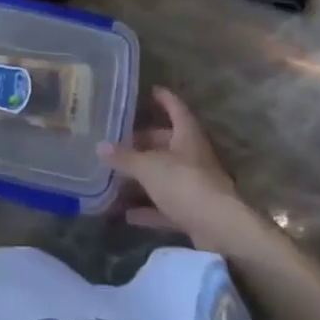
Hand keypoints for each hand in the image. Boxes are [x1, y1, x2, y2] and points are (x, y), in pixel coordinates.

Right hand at [100, 87, 257, 253]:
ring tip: (115, 177)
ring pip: (164, 176)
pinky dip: (148, 209)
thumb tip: (100, 146)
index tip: (150, 90)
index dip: (164, 98)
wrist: (219, 229)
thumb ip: (124, 157)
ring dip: (142, 178)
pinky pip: (166, 206)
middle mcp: (193, 156)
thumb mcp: (148, 167)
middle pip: (166, 143)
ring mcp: (194, 185)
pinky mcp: (193, 212)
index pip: (175, 108)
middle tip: (117, 142)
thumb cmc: (184, 183)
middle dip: (143, 143)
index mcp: (187, 135)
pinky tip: (127, 215)